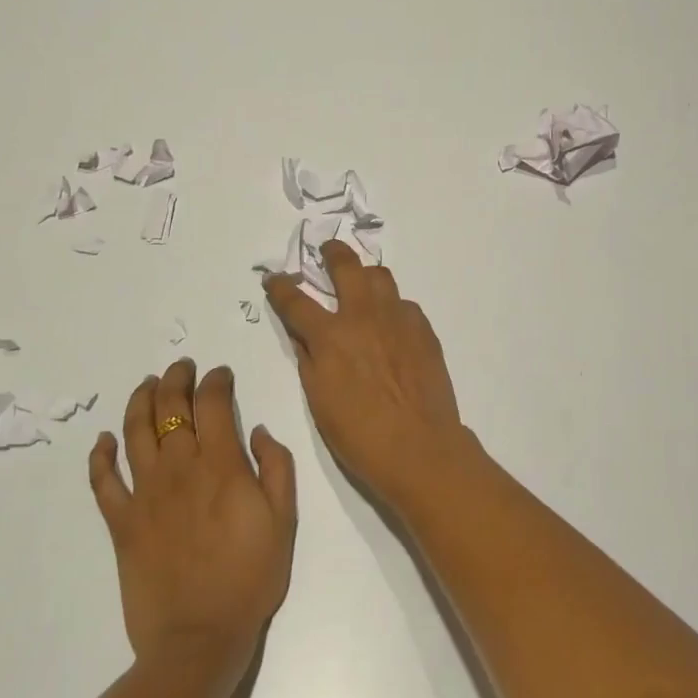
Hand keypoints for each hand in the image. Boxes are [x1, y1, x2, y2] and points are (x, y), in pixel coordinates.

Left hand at [89, 361, 296, 680]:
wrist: (199, 638)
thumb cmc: (250, 578)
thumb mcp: (284, 519)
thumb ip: (276, 467)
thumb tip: (257, 429)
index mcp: (221, 465)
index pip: (213, 403)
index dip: (216, 380)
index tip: (221, 374)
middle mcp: (179, 469)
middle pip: (170, 407)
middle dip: (176, 378)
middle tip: (182, 367)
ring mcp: (145, 494)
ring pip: (134, 432)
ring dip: (140, 401)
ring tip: (147, 385)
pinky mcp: (121, 522)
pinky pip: (103, 481)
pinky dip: (100, 455)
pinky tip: (103, 439)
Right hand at [265, 242, 475, 514]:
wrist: (420, 447)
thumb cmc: (360, 434)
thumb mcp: (319, 400)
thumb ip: (309, 359)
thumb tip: (304, 336)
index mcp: (331, 336)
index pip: (296, 301)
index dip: (281, 287)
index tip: (274, 279)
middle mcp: (364, 317)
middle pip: (346, 266)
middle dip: (332, 253)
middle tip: (328, 250)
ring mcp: (398, 319)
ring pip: (381, 277)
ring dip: (366, 276)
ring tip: (362, 286)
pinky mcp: (424, 329)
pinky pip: (404, 304)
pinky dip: (392, 307)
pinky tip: (391, 325)